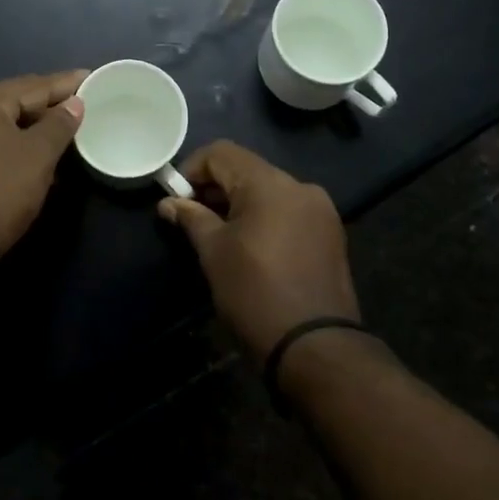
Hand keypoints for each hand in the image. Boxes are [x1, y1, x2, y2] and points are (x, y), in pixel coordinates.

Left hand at [0, 71, 87, 254]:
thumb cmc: (0, 188)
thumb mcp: (38, 154)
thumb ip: (60, 124)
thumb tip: (75, 103)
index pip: (34, 85)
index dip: (66, 83)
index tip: (91, 77)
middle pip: (18, 101)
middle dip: (52, 104)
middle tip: (84, 101)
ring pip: (8, 124)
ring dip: (38, 127)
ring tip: (70, 127)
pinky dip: (21, 144)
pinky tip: (45, 152)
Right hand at [156, 141, 359, 359]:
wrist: (315, 346)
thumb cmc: (255, 293)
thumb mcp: (214, 253)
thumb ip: (191, 218)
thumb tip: (168, 203)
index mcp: (269, 183)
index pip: (222, 153)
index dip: (192, 169)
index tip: (176, 199)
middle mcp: (299, 186)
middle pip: (247, 169)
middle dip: (215, 187)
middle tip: (192, 218)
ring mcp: (320, 209)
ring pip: (269, 190)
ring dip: (240, 203)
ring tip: (219, 234)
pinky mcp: (330, 233)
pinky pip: (288, 210)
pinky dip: (265, 217)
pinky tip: (251, 246)